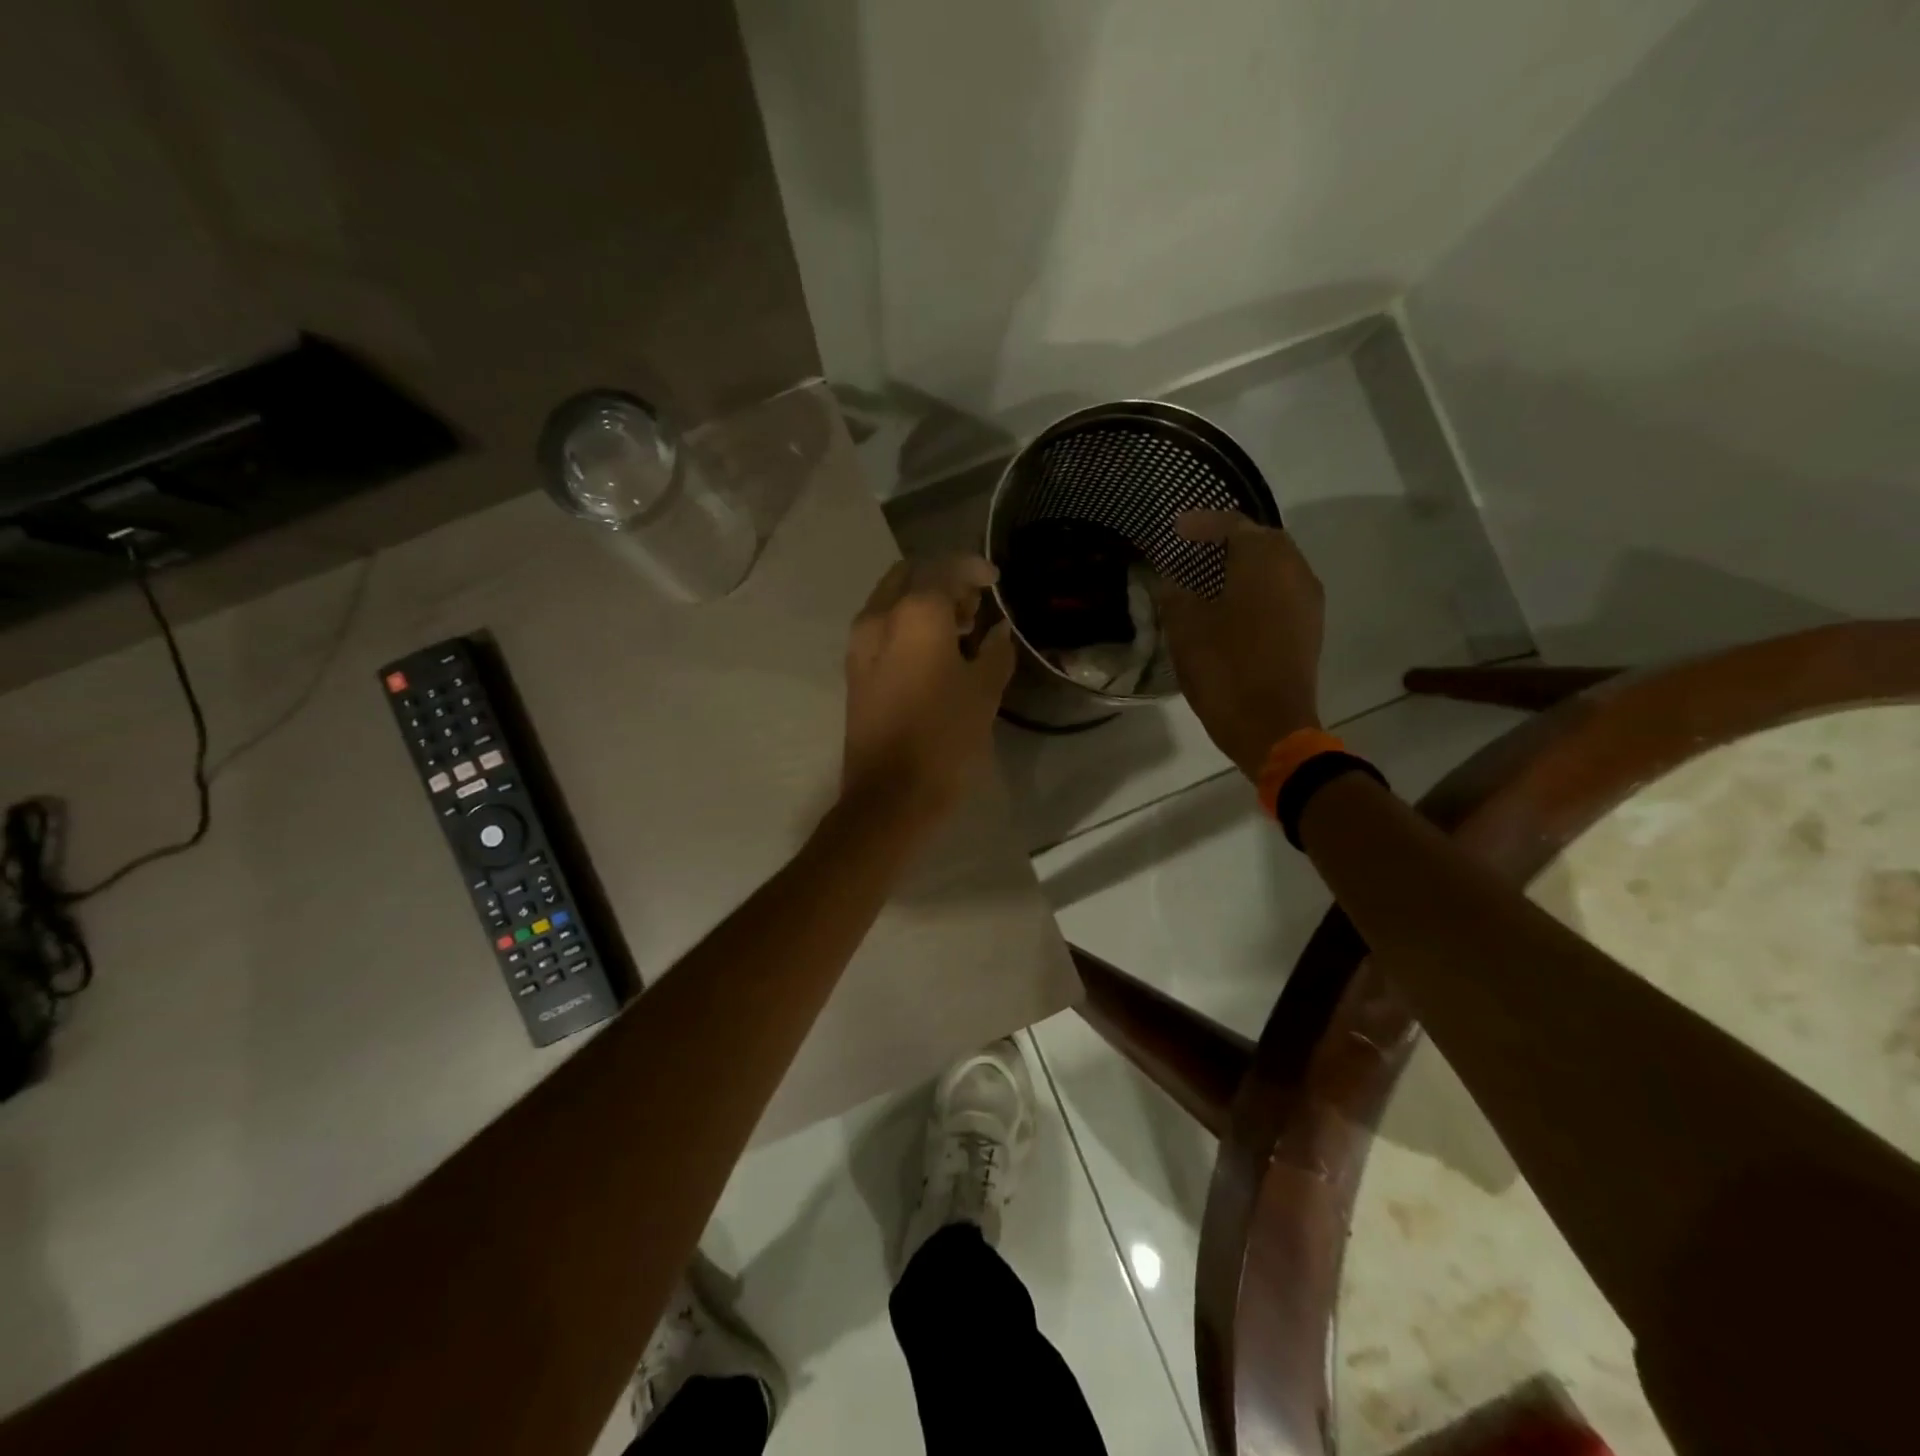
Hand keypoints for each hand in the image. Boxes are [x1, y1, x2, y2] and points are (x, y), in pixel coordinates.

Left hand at [842, 555, 1015, 828]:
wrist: (890, 794)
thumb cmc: (945, 739)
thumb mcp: (985, 693)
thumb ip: (996, 651)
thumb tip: (999, 631)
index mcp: (917, 614)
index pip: (946, 568)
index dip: (974, 568)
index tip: (995, 582)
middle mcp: (881, 616)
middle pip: (911, 574)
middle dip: (942, 580)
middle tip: (973, 606)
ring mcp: (860, 642)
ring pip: (891, 599)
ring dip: (922, 601)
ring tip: (958, 630)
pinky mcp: (853, 669)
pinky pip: (881, 626)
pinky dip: (905, 623)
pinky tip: (932, 652)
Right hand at [1157, 510, 1323, 779]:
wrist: (1270, 725)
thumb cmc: (1224, 670)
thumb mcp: (1185, 628)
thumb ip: (1175, 592)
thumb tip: (1171, 577)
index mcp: (1264, 562)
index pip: (1232, 525)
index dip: (1200, 524)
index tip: (1174, 529)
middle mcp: (1294, 570)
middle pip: (1262, 539)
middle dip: (1227, 538)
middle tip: (1193, 547)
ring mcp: (1307, 599)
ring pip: (1276, 563)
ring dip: (1245, 561)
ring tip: (1210, 573)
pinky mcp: (1309, 625)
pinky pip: (1282, 588)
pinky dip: (1258, 584)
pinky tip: (1232, 601)